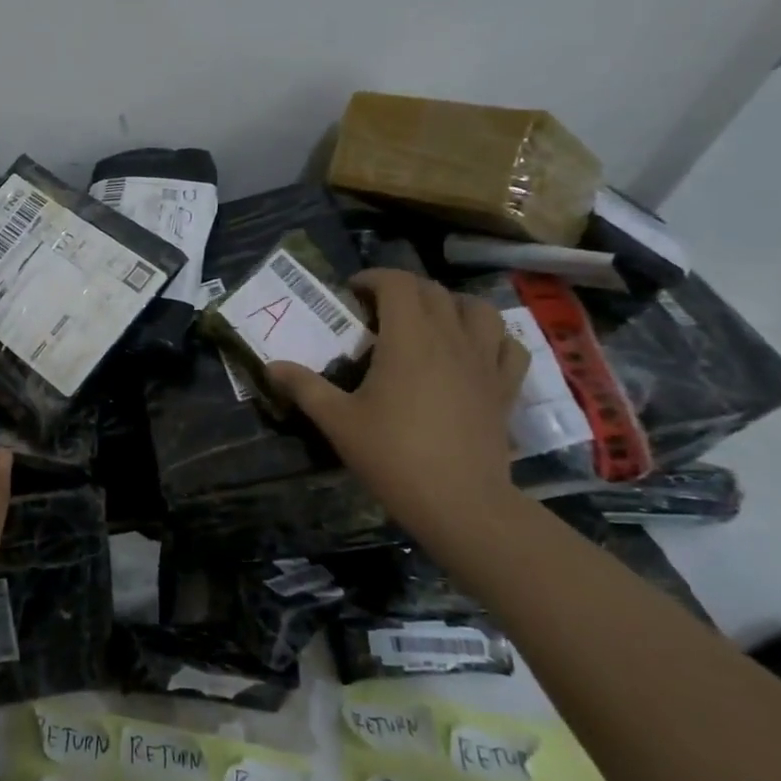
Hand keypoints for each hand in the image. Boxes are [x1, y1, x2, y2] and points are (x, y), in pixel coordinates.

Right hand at [267, 269, 528, 536]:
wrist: (460, 502)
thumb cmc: (393, 456)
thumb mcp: (338, 421)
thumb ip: (305, 387)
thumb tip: (271, 366)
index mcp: (408, 339)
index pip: (397, 283)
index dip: (373, 278)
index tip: (352, 292)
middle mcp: (451, 338)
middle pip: (433, 291)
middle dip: (404, 289)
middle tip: (379, 310)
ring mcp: (485, 362)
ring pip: (478, 309)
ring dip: (451, 304)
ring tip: (430, 321)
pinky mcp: (505, 388)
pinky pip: (509, 345)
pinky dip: (492, 337)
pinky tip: (475, 349)